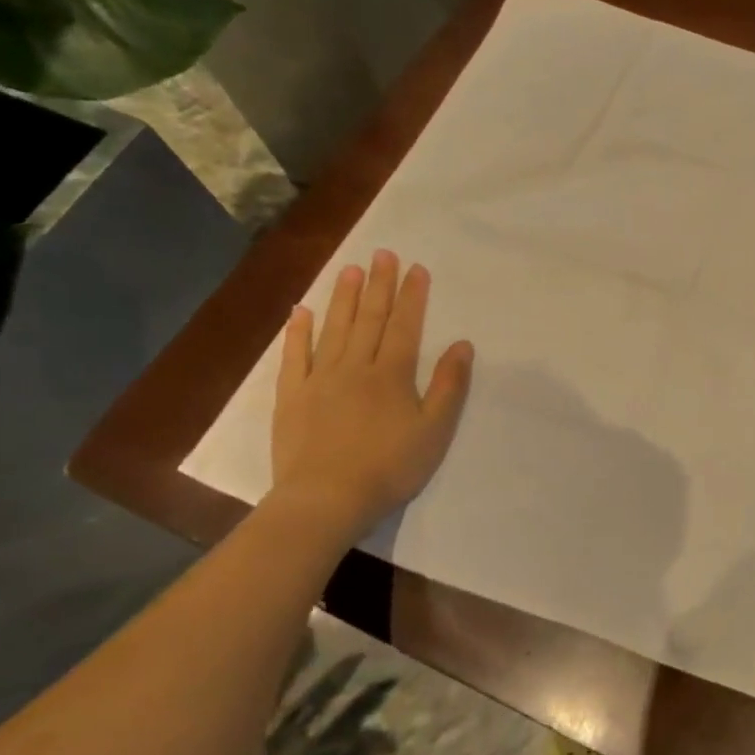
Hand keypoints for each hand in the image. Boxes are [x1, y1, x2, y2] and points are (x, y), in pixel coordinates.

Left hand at [270, 249, 473, 535]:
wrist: (326, 500)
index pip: (404, 326)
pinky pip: (295, 356)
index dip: (412, 296)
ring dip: (343, 298)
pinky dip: (298, 332)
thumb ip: (449, 386)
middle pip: (369, 319)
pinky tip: (302, 312)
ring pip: (334, 329)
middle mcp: (355, 367)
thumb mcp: (435, 430)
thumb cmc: (390, 467)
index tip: (415, 268)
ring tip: (349, 269)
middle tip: (383, 254)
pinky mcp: (292, 397)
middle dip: (378, 285)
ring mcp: (319, 380)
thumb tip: (463, 345)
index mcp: (392, 375)